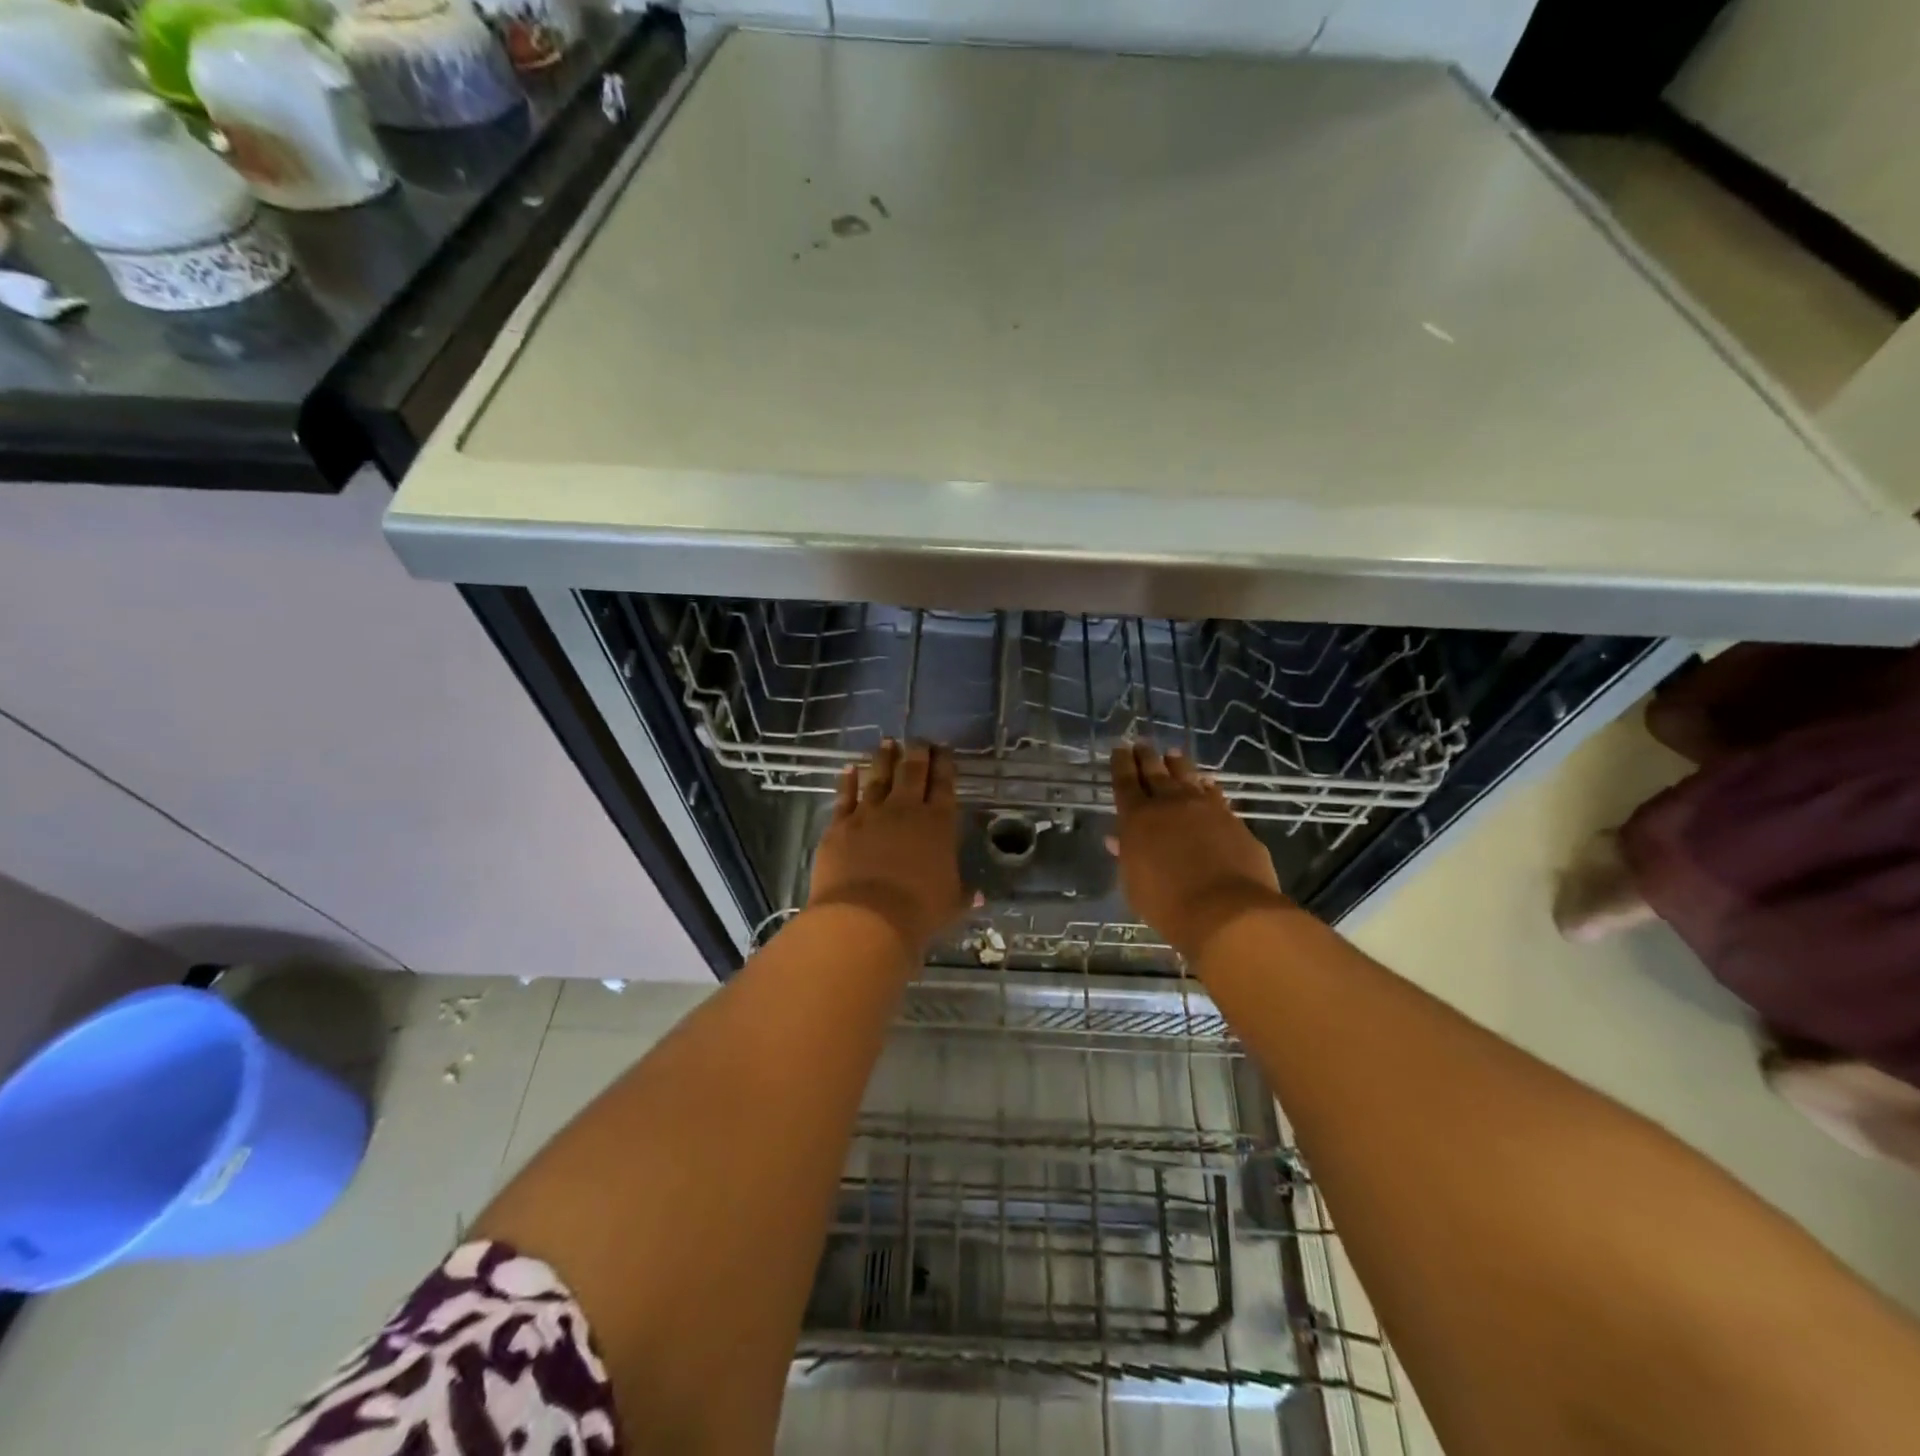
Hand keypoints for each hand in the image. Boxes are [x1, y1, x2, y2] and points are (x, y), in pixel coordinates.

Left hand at [808, 741, 965, 953]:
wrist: (866, 919)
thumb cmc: (918, 913)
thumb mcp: (950, 905)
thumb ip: (963, 894)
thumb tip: (978, 895)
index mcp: (938, 824)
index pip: (944, 785)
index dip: (945, 764)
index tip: (944, 750)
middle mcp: (905, 810)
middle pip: (912, 772)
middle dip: (917, 752)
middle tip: (918, 739)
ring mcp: (869, 814)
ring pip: (878, 776)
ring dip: (883, 758)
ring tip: (887, 743)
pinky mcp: (840, 825)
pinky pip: (844, 796)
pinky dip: (847, 780)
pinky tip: (848, 768)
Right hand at [1110, 743, 1288, 962]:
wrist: (1227, 911)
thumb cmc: (1168, 904)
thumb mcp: (1134, 885)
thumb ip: (1127, 857)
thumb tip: (1117, 839)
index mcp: (1138, 818)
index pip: (1125, 782)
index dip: (1121, 764)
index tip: (1119, 748)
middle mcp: (1170, 804)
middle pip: (1155, 772)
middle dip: (1146, 757)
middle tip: (1141, 743)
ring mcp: (1206, 809)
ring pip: (1188, 777)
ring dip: (1178, 765)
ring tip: (1173, 754)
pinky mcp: (1233, 820)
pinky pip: (1216, 796)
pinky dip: (1208, 788)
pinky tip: (1208, 784)